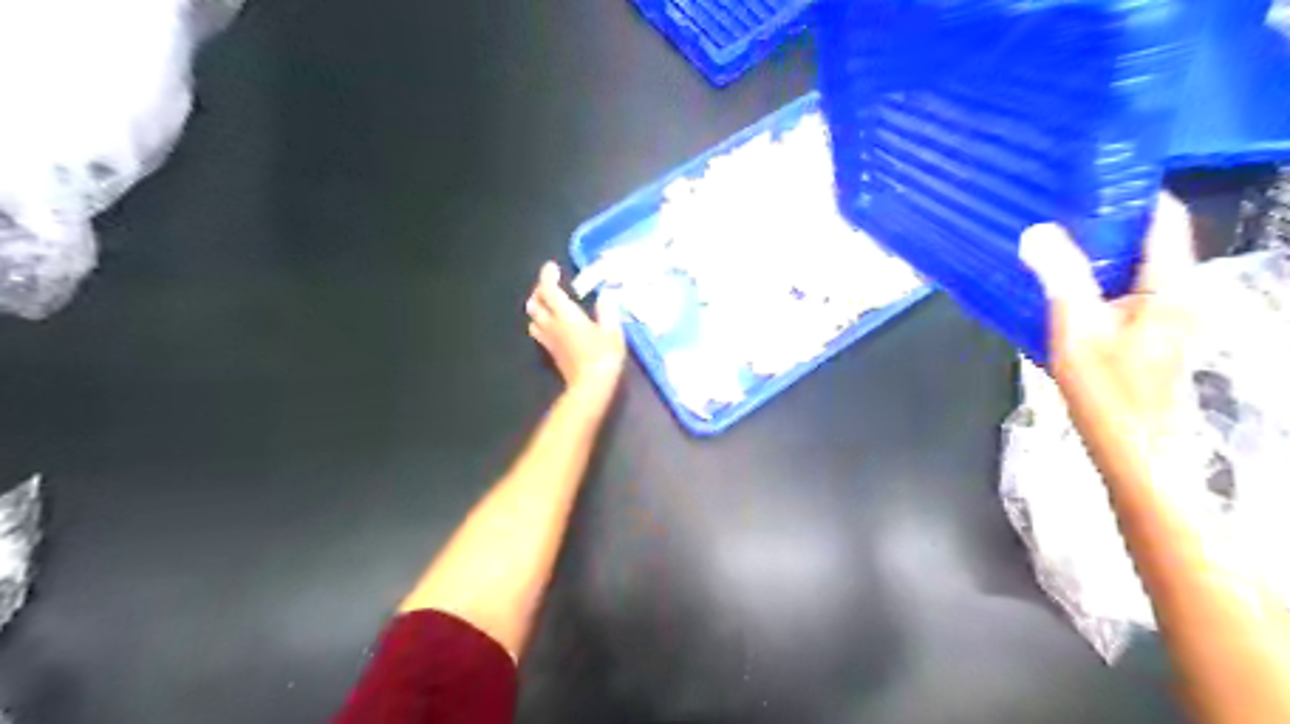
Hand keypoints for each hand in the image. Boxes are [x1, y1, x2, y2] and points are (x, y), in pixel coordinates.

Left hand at [523, 263, 624, 404]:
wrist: (591, 386)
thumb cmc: (603, 356)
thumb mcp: (612, 330)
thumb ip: (607, 310)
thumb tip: (607, 294)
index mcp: (565, 314)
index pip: (548, 289)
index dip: (547, 276)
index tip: (553, 267)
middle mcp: (552, 324)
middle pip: (535, 303)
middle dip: (540, 291)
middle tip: (552, 285)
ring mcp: (549, 339)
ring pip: (533, 318)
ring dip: (538, 307)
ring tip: (550, 303)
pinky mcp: (551, 352)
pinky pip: (538, 332)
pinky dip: (541, 322)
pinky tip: (554, 324)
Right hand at [1018, 193, 1199, 459]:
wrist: (1132, 449)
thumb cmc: (1109, 390)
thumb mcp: (1077, 329)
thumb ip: (1059, 277)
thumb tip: (1036, 232)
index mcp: (1171, 284)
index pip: (1163, 218)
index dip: (1129, 195)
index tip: (1082, 182)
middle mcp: (1176, 292)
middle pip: (1145, 240)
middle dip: (1101, 223)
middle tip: (1051, 213)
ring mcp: (1162, 315)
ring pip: (1128, 266)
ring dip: (1092, 253)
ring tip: (1047, 244)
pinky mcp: (1145, 333)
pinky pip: (1119, 290)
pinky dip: (1091, 279)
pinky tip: (1057, 286)